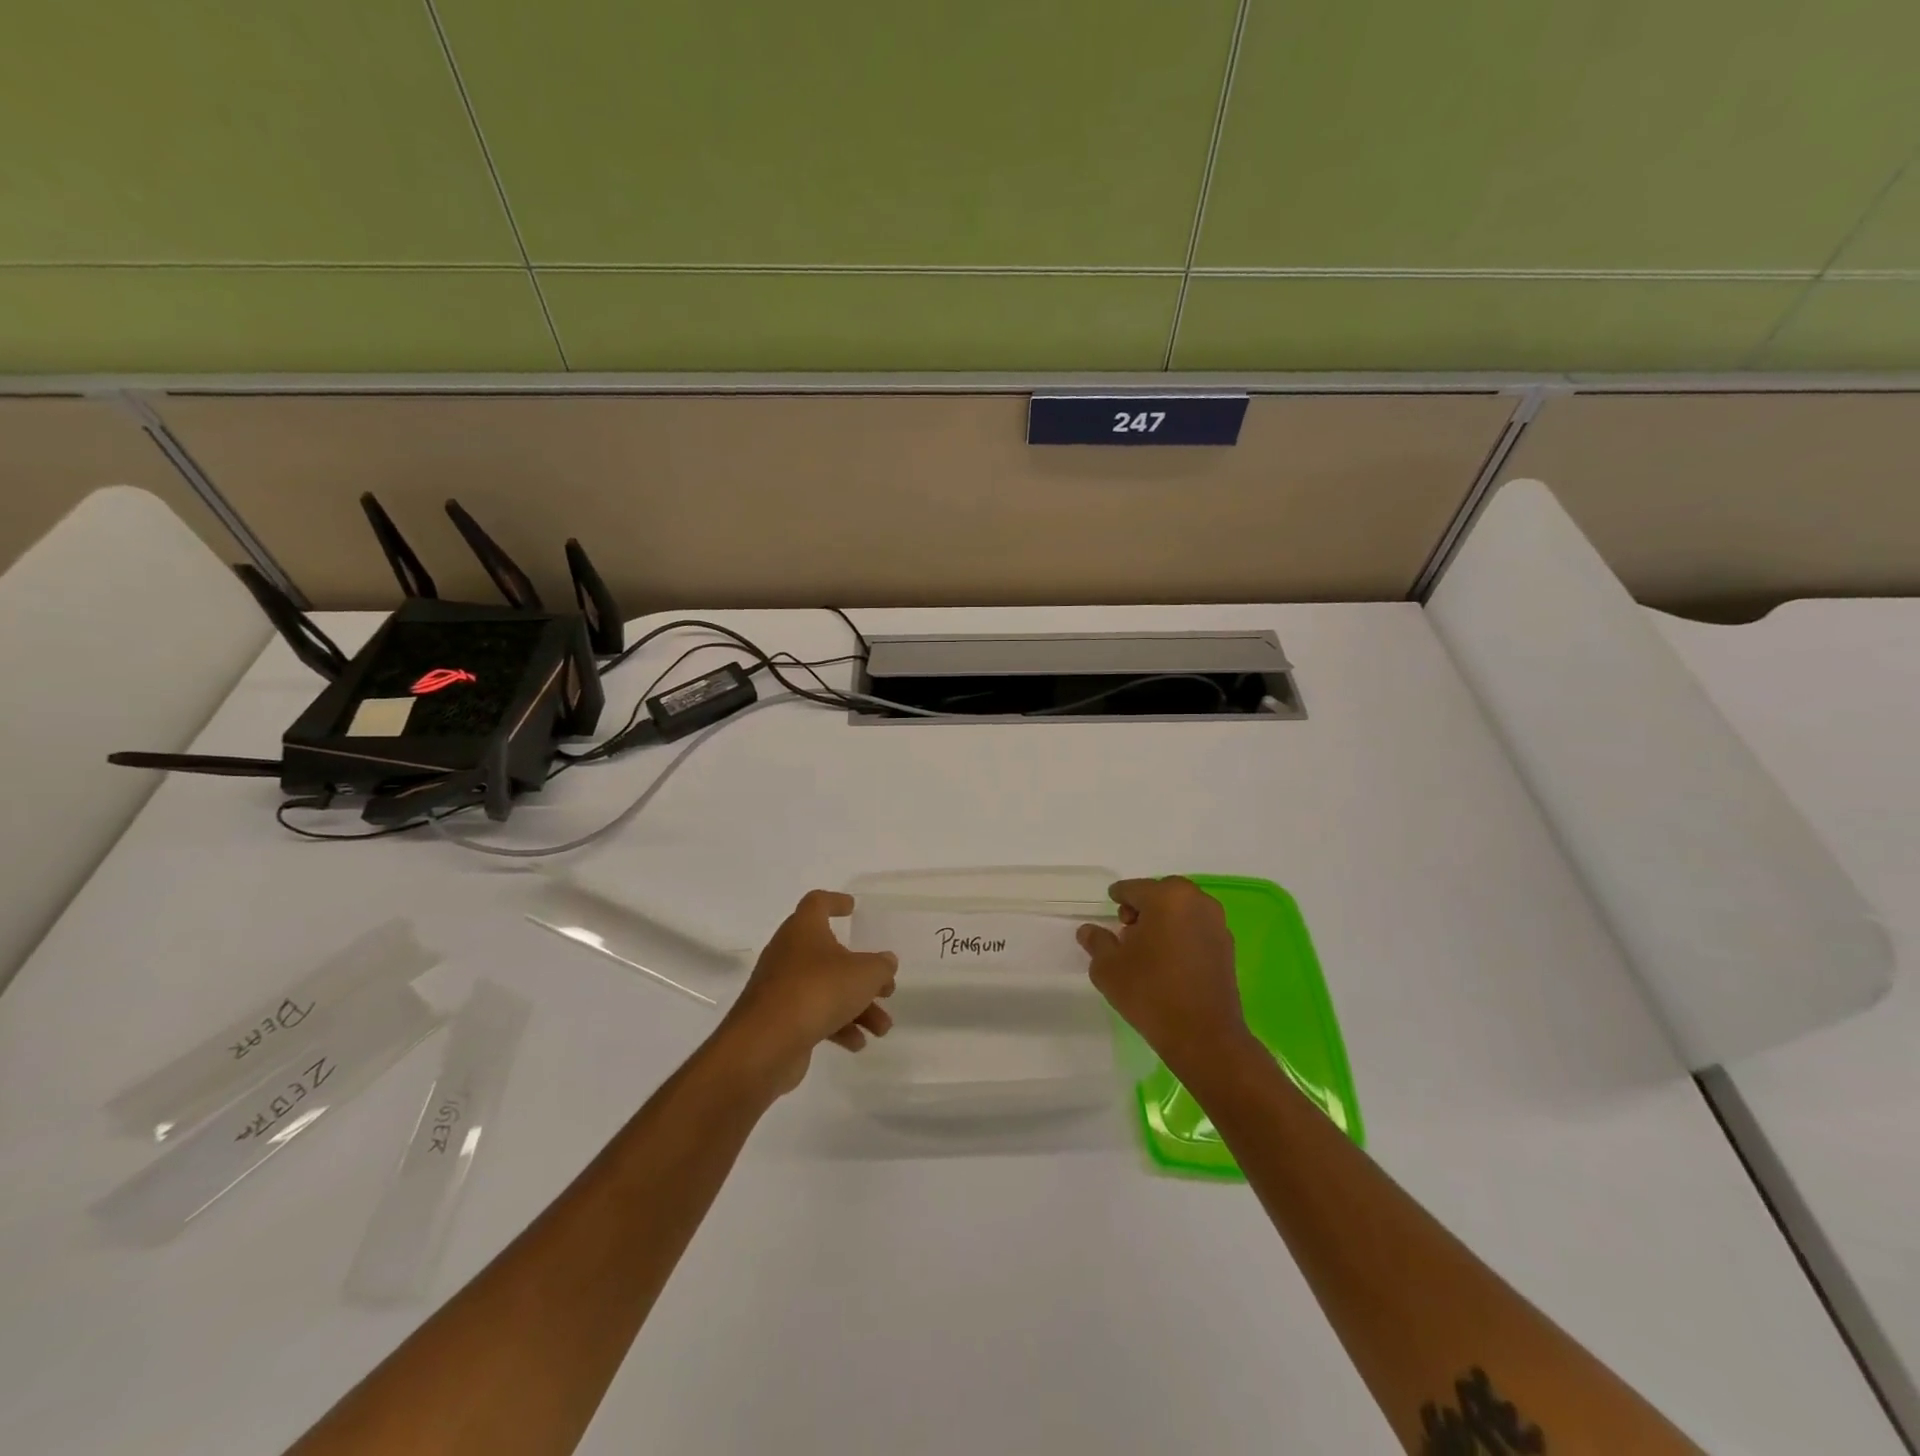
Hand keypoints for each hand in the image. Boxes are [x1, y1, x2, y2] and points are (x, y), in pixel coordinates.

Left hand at [715, 890, 896, 1095]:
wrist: (765, 1044)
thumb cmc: (818, 991)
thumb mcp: (863, 974)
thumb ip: (881, 966)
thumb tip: (886, 962)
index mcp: (804, 929)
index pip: (817, 903)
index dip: (835, 901)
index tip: (852, 908)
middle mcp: (789, 953)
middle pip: (829, 954)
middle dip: (860, 973)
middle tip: (885, 988)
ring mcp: (781, 987)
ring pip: (825, 989)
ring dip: (857, 1007)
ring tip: (882, 1028)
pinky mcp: (778, 1019)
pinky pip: (813, 1015)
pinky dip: (837, 1026)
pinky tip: (857, 1043)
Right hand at [1077, 876, 1251, 1075]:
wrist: (1203, 1036)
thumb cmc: (1150, 993)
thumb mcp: (1108, 967)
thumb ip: (1097, 942)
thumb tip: (1088, 930)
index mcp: (1166, 897)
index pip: (1133, 888)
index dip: (1118, 897)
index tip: (1110, 908)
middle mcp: (1196, 901)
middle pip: (1162, 893)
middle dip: (1144, 906)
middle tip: (1128, 929)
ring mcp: (1216, 923)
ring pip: (1182, 909)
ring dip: (1165, 919)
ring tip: (1149, 947)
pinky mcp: (1227, 947)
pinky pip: (1197, 928)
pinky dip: (1182, 934)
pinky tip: (1170, 959)